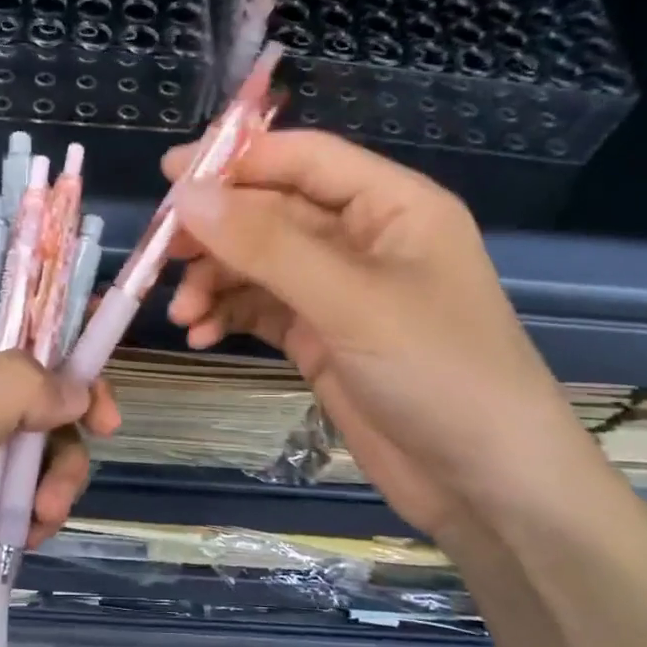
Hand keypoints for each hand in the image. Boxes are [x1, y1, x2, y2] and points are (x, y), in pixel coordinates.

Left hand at [0, 313, 120, 646]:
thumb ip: (12, 392)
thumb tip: (78, 388)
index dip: (53, 318)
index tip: (102, 340)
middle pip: (34, 378)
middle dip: (67, 412)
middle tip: (104, 429)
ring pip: (39, 440)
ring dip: (55, 475)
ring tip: (44, 516)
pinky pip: (26, 490)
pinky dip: (37, 510)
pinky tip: (28, 538)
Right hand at [163, 130, 595, 545]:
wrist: (486, 486)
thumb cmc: (438, 373)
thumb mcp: (350, 302)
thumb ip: (266, 245)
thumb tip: (187, 196)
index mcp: (391, 205)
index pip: (303, 160)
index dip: (237, 161)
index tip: (170, 178)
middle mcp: (363, 239)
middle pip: (272, 213)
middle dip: (217, 234)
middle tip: (161, 256)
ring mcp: (339, 292)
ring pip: (259, 264)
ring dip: (216, 281)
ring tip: (183, 313)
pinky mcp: (321, 338)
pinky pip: (262, 309)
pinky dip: (229, 315)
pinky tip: (202, 335)